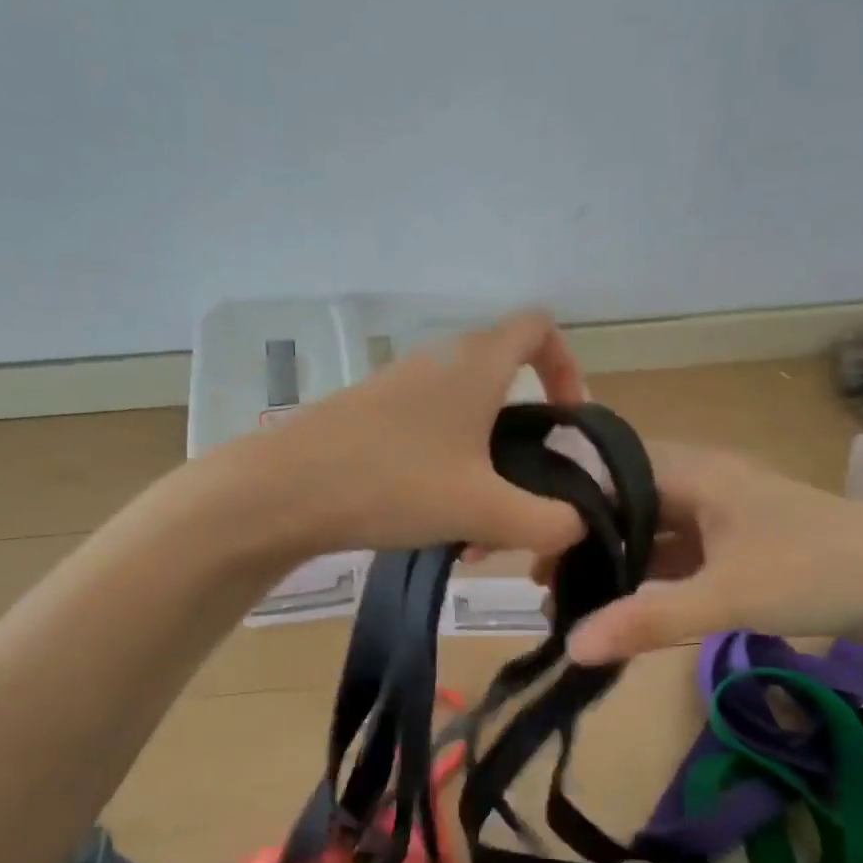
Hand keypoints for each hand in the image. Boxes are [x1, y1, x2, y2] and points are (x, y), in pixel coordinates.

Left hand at [254, 309, 590, 556]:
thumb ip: (549, 521)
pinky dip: (447, 478)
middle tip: (523, 501)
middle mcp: (438, 364)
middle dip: (525, 449)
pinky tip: (433, 528)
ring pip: (466, 427)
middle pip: (504, 391)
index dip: (567, 366)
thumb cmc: (394, 484)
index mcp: (476, 365)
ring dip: (484, 476)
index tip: (568, 420)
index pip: (538, 327)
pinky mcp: (368, 420)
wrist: (283, 491)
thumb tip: (579, 522)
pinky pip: (429, 441)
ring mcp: (398, 390)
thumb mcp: (485, 511)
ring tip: (474, 535)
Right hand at [557, 441, 862, 661]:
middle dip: (584, 538)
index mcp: (694, 473)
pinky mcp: (743, 548)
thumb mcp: (725, 596)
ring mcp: (725, 518)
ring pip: (653, 533)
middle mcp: (704, 485)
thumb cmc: (818, 569)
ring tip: (568, 596)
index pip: (610, 470)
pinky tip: (625, 606)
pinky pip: (680, 557)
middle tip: (540, 578)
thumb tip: (570, 647)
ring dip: (616, 561)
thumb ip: (645, 620)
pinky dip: (651, 578)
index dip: (566, 499)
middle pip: (626, 504)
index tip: (525, 535)